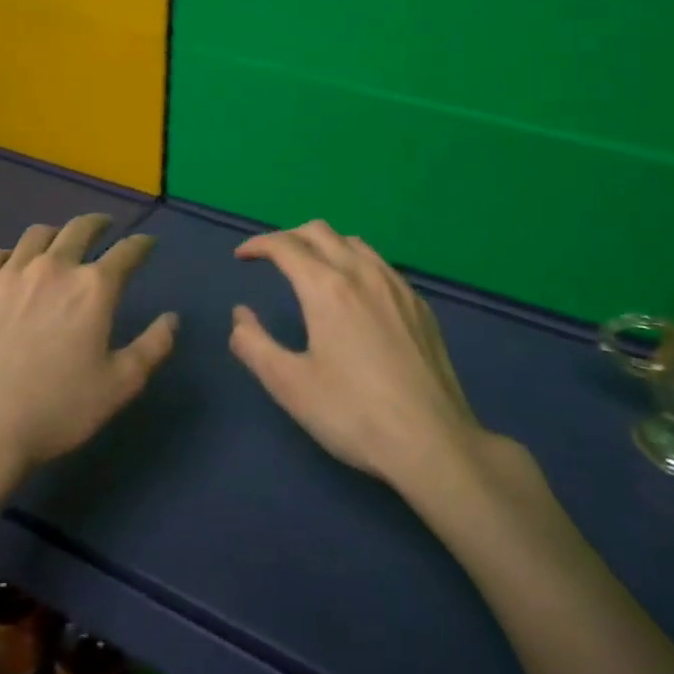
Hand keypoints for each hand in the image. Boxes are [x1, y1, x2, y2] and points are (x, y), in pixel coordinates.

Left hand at [0, 213, 178, 477]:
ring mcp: (8, 274)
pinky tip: (12, 267)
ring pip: (37, 235)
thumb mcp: (120, 385)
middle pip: (80, 229)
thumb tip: (172, 318)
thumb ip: (153, 347)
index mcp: (93, 288)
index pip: (126, 252)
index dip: (141, 245)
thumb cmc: (58, 410)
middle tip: (104, 227)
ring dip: (56, 235)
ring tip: (59, 243)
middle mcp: (53, 268)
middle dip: (98, 224)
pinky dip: (10, 255)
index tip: (147, 244)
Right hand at [230, 220, 486, 491]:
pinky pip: (380, 264)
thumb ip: (254, 344)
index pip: (285, 246)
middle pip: (320, 231)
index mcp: (326, 288)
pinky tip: (354, 294)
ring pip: (354, 242)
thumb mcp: (290, 385)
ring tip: (310, 269)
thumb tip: (240, 315)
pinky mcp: (419, 305)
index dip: (258, 245)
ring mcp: (397, 286)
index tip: (241, 257)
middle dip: (289, 237)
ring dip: (323, 244)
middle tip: (271, 258)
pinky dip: (354, 262)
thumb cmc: (353, 414)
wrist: (433, 442)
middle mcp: (362, 273)